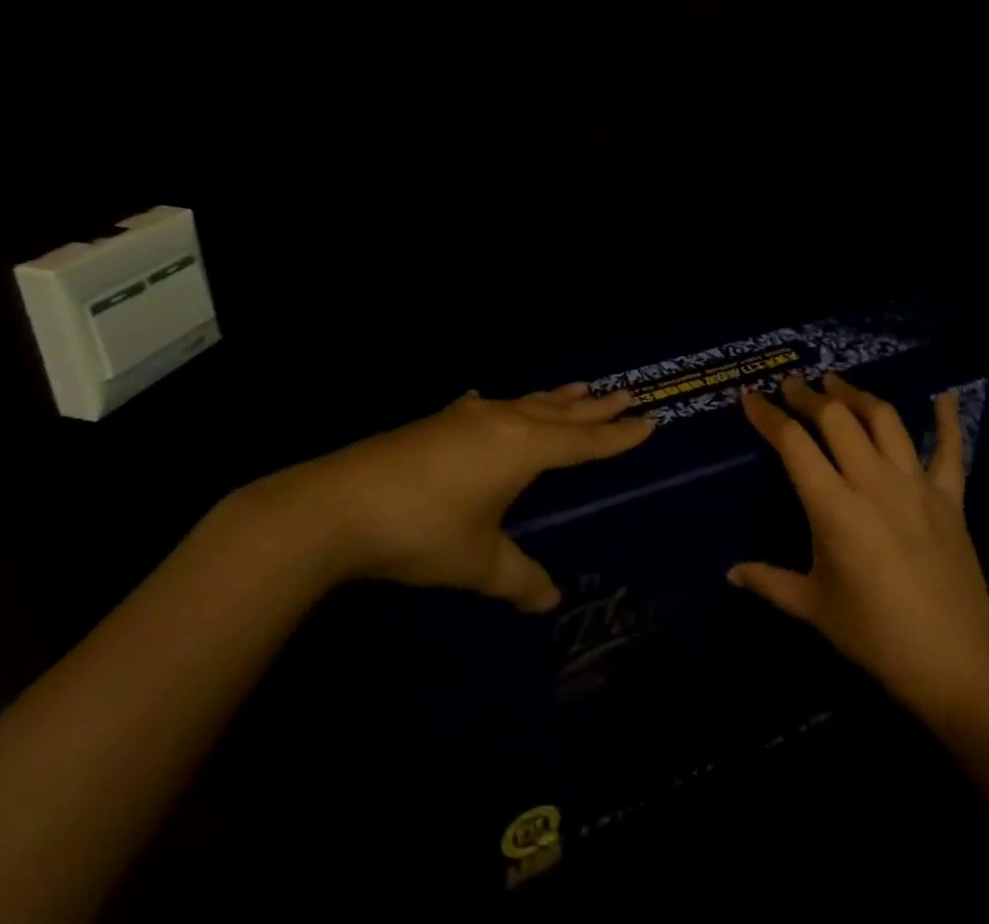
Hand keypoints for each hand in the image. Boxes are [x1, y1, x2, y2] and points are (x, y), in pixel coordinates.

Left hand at [257, 383, 652, 611]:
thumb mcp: (478, 562)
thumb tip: (548, 601)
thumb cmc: (422, 532)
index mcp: (523, 448)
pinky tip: (488, 400)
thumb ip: (518, 579)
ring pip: (525, 402)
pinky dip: (503, 405)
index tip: (649, 420)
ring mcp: (467, 417)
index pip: (583, 441)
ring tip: (580, 387)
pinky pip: (486, 407)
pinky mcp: (437, 422)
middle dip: (594, 407)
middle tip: (625, 393)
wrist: (340, 504)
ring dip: (555, 398)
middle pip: (560, 411)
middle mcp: (502, 422)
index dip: (617, 435)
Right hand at [730, 372, 988, 721]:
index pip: (793, 443)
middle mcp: (873, 483)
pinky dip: (947, 419)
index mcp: (834, 508)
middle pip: (837, 418)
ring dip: (857, 395)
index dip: (768, 415)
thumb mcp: (814, 607)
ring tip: (837, 384)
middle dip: (809, 395)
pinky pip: (951, 449)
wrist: (956, 666)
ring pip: (884, 420)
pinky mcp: (950, 498)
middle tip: (792, 385)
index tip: (750, 397)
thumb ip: (769, 582)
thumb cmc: (876, 637)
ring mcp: (915, 485)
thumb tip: (731, 573)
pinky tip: (944, 395)